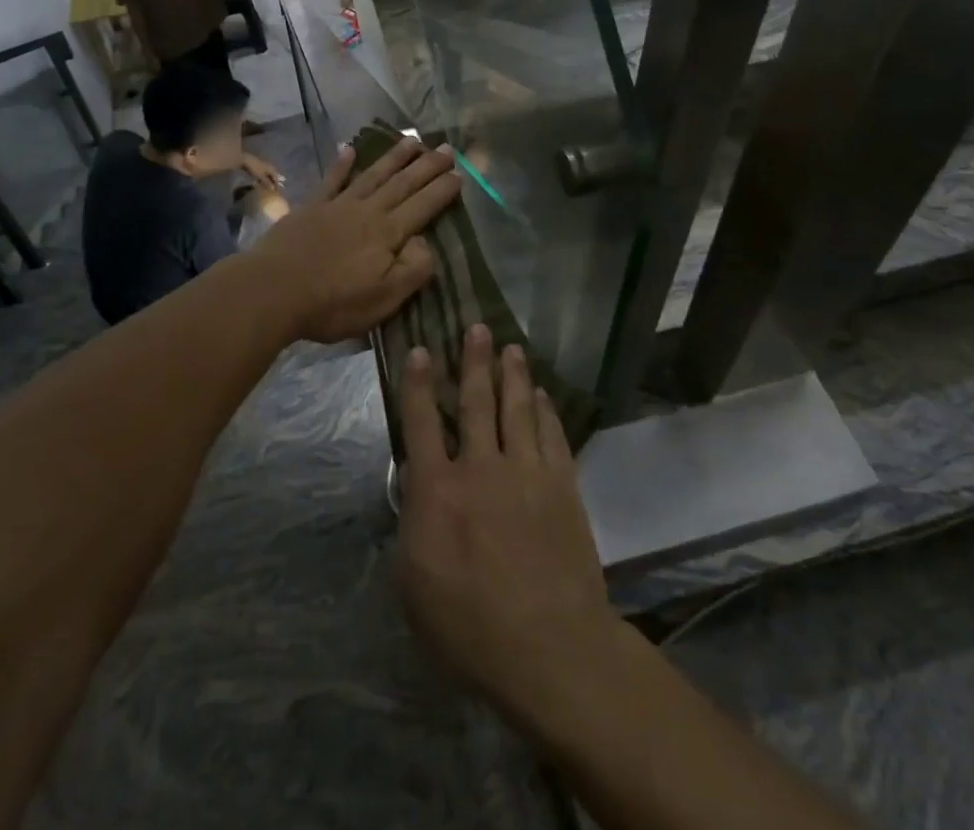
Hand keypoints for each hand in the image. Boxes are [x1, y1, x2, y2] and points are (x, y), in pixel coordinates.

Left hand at [239, 153, 286, 189]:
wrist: (245, 160)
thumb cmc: (255, 168)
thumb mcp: (261, 176)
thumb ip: (267, 183)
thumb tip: (273, 189)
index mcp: (272, 169)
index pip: (276, 178)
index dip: (276, 185)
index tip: (276, 191)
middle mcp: (270, 167)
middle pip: (273, 176)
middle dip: (273, 182)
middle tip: (272, 189)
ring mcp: (264, 166)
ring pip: (268, 175)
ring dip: (268, 181)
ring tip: (266, 187)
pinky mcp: (259, 167)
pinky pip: (263, 174)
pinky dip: (263, 178)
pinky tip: (260, 182)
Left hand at [243, 137, 458, 341]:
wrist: (273, 291)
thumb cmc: (333, 302)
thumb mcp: (384, 299)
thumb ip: (412, 270)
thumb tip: (426, 243)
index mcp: (388, 234)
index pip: (423, 206)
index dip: (443, 190)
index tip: (460, 173)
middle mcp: (367, 211)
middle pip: (402, 184)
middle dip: (427, 165)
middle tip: (446, 147)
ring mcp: (338, 206)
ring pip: (373, 175)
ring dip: (394, 157)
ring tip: (412, 140)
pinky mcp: (311, 208)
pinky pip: (331, 181)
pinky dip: (342, 164)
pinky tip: (350, 149)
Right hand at [396, 327, 623, 734]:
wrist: (549, 646)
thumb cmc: (468, 626)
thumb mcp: (413, 584)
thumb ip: (412, 526)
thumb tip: (417, 488)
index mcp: (437, 490)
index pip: (421, 423)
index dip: (419, 384)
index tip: (422, 349)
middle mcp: (480, 468)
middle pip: (475, 402)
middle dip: (474, 361)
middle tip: (477, 327)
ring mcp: (525, 472)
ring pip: (516, 409)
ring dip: (512, 375)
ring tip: (511, 347)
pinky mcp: (561, 485)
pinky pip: (551, 434)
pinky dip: (545, 410)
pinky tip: (542, 395)